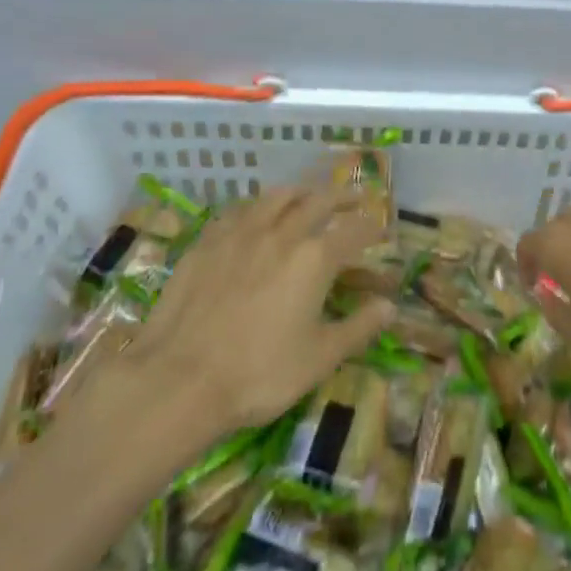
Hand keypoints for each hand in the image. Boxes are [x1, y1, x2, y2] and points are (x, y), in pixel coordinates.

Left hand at [80, 187, 395, 443]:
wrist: (180, 379)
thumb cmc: (259, 374)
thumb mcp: (320, 358)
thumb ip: (358, 328)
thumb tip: (390, 307)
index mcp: (314, 258)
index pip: (354, 231)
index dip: (372, 227)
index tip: (381, 227)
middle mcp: (281, 233)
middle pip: (318, 201)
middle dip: (342, 196)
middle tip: (355, 196)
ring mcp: (240, 233)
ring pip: (276, 196)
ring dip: (300, 191)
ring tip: (308, 194)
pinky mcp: (207, 242)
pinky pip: (239, 210)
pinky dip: (257, 206)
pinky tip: (255, 214)